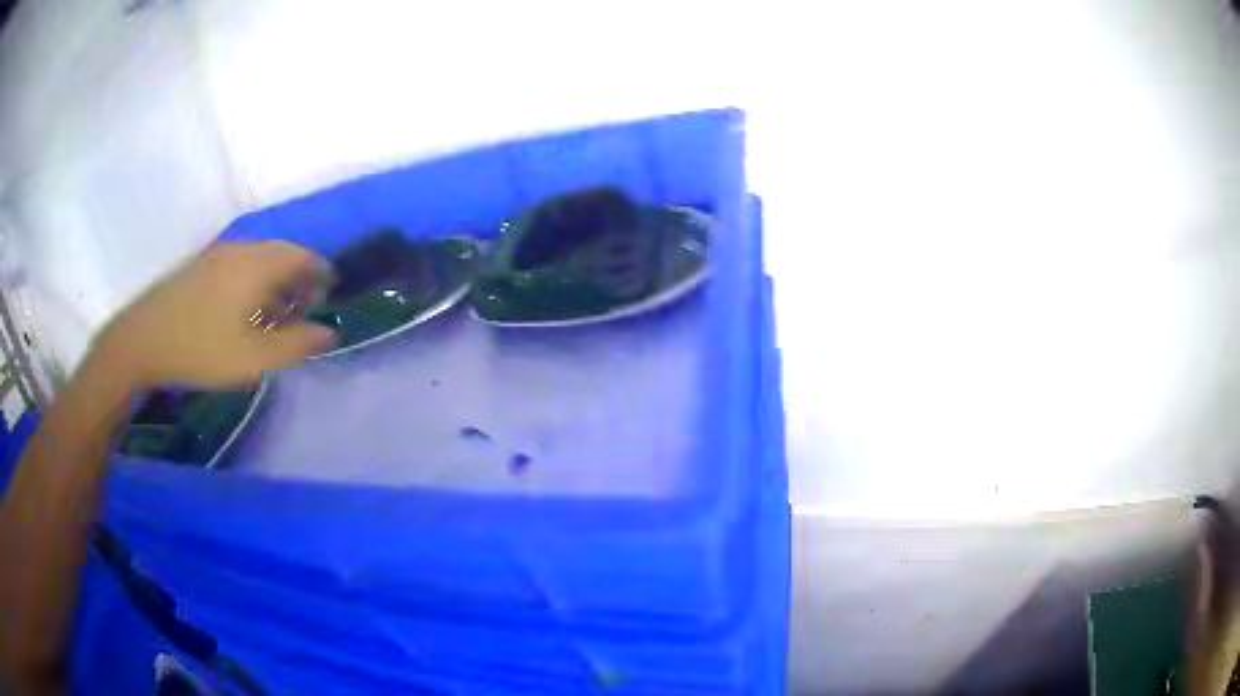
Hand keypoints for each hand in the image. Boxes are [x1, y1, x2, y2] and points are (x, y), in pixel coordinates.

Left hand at [92, 241, 337, 389]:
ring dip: (276, 281)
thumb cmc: (201, 349)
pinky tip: (246, 310)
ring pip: (259, 259)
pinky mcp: (201, 267)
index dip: (321, 273)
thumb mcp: (254, 358)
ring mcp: (218, 256)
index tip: (330, 295)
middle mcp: (241, 250)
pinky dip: (254, 281)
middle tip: (306, 308)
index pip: (302, 257)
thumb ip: (296, 345)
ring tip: (278, 314)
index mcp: (257, 265)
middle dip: (300, 278)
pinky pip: (240, 265)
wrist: (143, 340)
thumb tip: (331, 333)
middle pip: (281, 254)